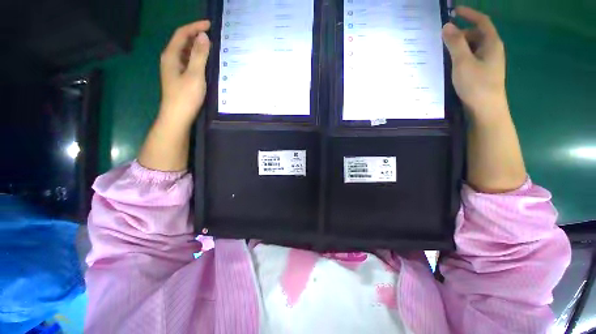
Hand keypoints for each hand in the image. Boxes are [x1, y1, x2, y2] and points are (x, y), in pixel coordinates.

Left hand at [158, 20, 210, 128]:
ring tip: (211, 48)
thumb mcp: (194, 74)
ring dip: (196, 47)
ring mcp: (174, 69)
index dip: (195, 27)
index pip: (182, 34)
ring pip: (185, 52)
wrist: (177, 116)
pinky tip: (205, 63)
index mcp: (171, 55)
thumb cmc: (186, 96)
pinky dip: (196, 58)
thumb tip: (204, 36)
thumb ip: (199, 55)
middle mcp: (170, 59)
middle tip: (212, 36)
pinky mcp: (179, 77)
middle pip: (182, 41)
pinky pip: (187, 62)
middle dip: (196, 36)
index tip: (210, 25)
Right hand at [442, 7, 506, 121]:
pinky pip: (472, 57)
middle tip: (444, 36)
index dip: (469, 14)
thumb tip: (446, 26)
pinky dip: (462, 55)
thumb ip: (455, 43)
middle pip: (477, 34)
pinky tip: (452, 62)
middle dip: (462, 32)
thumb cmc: (476, 84)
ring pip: (474, 47)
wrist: (486, 108)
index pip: (482, 21)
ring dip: (461, 45)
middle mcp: (492, 49)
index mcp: (491, 43)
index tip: (454, 11)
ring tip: (445, 49)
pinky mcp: (483, 71)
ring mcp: (488, 61)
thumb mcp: (463, 62)